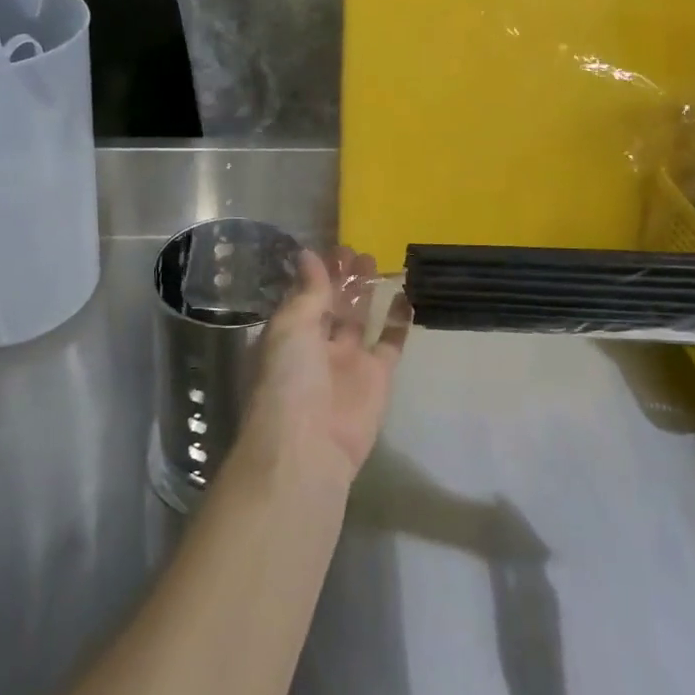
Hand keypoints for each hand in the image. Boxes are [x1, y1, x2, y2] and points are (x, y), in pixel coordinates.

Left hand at [237, 247, 410, 492]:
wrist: (310, 447)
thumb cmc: (288, 380)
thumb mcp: (291, 327)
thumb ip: (308, 292)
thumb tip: (307, 254)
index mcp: (289, 335)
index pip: (304, 296)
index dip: (317, 273)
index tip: (333, 247)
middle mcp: (316, 346)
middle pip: (332, 305)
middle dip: (342, 279)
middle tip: (357, 251)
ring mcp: (348, 361)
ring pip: (359, 319)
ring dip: (365, 292)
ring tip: (375, 261)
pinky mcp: (378, 377)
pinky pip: (390, 342)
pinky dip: (398, 320)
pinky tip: (406, 293)